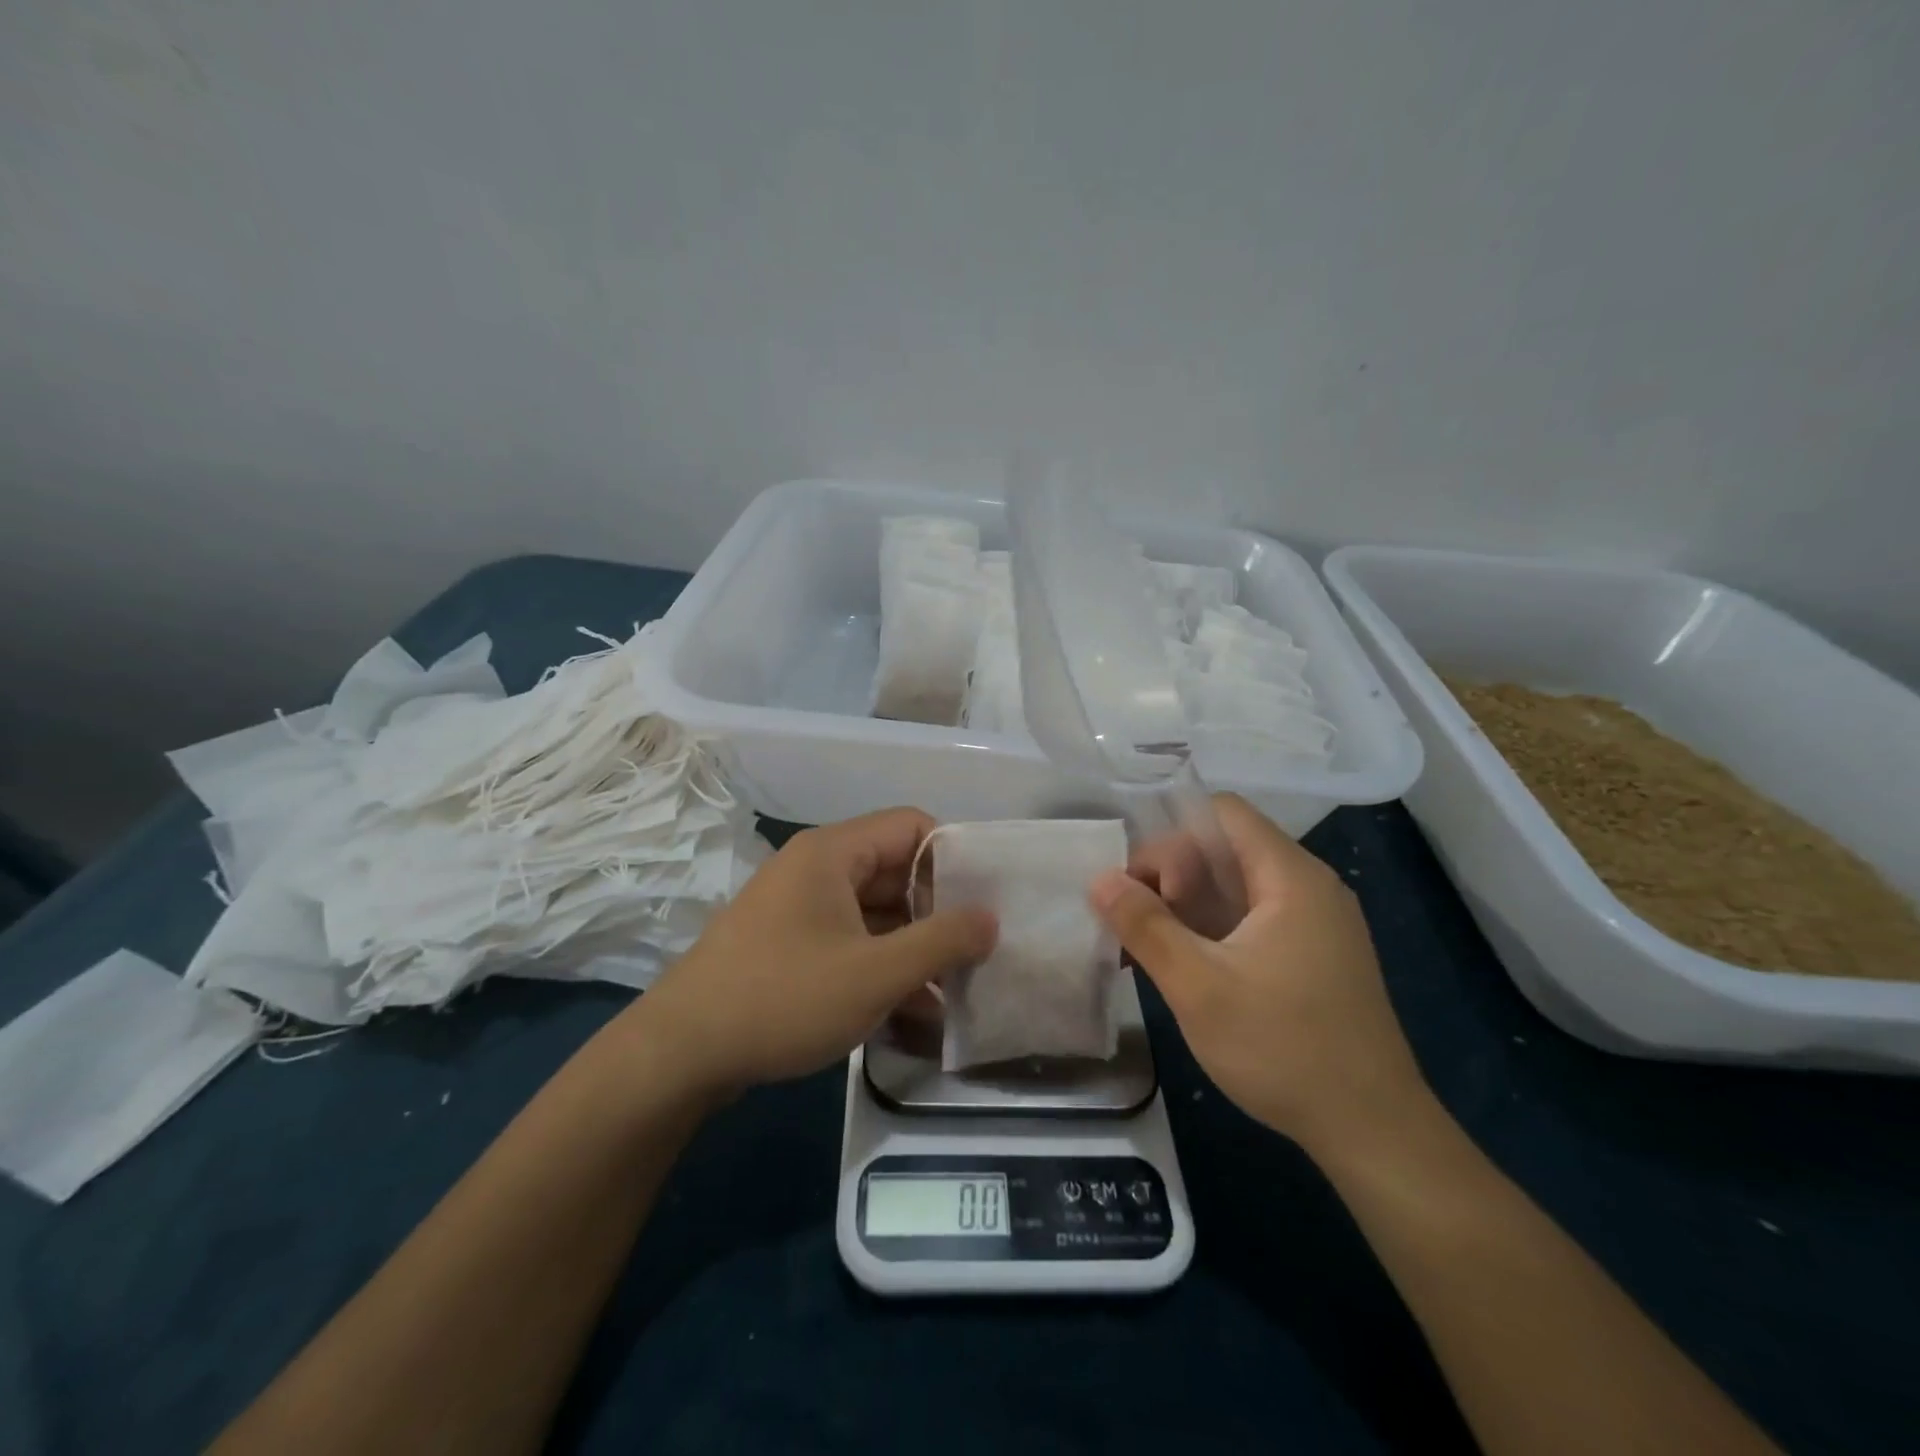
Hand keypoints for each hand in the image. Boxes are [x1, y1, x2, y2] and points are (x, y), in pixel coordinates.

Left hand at [631, 809, 996, 1095]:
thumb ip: (941, 942)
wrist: (680, 1053)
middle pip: (895, 870)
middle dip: (936, 912)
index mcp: (833, 852)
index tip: (981, 904)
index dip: (952, 858)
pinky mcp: (788, 945)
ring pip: (874, 913)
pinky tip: (910, 1014)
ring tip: (951, 994)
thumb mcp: (875, 974)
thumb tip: (990, 918)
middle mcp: (815, 869)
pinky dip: (880, 967)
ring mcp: (798, 908)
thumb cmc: (783, 998)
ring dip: (912, 949)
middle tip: (975, 953)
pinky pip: (849, 941)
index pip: (911, 826)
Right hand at [1091, 794, 1427, 1156]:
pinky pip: (1251, 919)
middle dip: (1171, 875)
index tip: (1140, 882)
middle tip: (1135, 924)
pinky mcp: (1313, 956)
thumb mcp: (1198, 987)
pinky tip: (1181, 965)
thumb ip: (1145, 926)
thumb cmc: (1283, 1048)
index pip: (1222, 813)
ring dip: (1186, 906)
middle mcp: (1308, 887)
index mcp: (1290, 877)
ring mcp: (1314, 923)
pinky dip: (1211, 929)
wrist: (1373, 1132)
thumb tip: (1100, 879)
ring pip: (1235, 886)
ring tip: (1145, 946)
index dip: (1172, 834)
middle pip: (1225, 848)